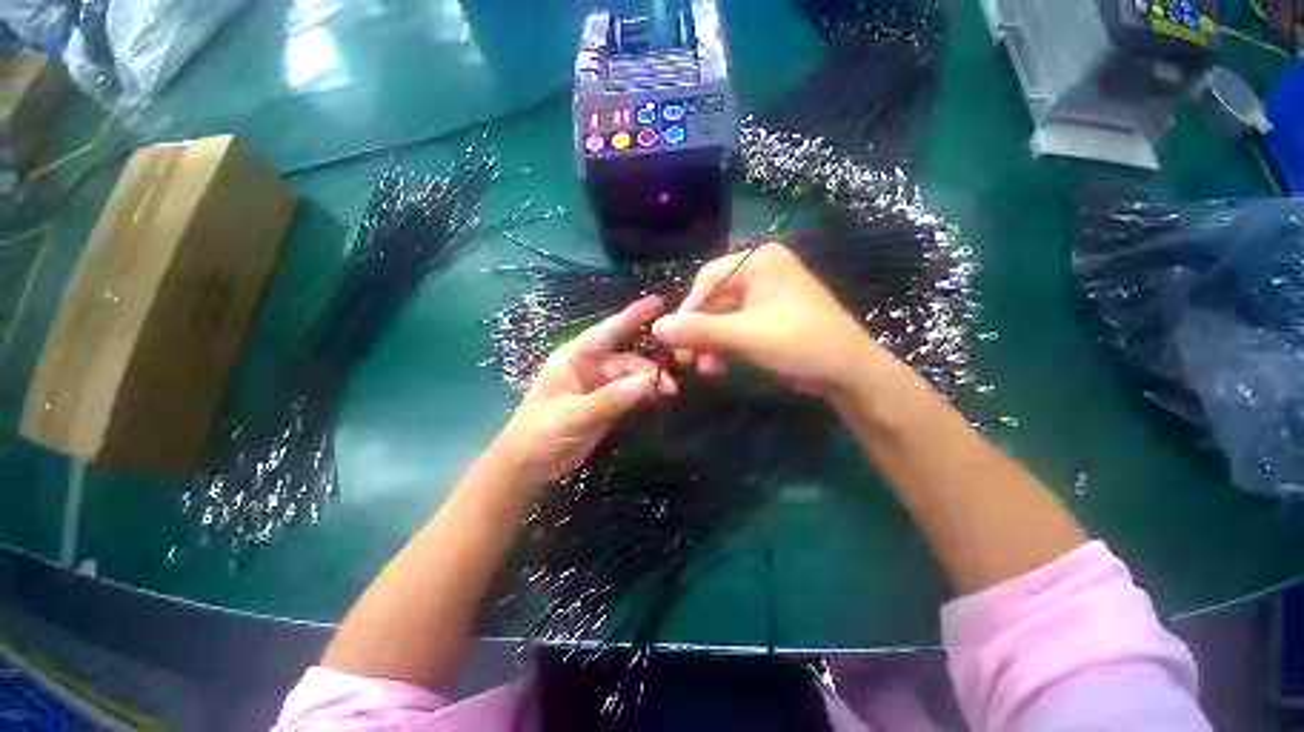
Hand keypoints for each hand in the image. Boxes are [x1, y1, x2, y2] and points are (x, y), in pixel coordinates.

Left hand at [498, 296, 676, 484]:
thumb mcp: (575, 414)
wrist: (527, 465)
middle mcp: (588, 367)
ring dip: (649, 382)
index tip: (658, 302)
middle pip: (625, 358)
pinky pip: (628, 392)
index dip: (632, 316)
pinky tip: (658, 398)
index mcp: (575, 358)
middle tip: (671, 384)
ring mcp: (597, 386)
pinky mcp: (603, 404)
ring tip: (669, 392)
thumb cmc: (541, 432)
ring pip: (630, 376)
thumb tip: (650, 382)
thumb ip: (612, 397)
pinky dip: (643, 394)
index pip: (608, 331)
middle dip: (648, 367)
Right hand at [652, 243, 891, 396]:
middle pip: (715, 299)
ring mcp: (767, 295)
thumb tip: (655, 328)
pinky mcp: (770, 317)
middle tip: (685, 359)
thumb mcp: (744, 336)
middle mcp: (762, 271)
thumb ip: (698, 330)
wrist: (849, 372)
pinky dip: (725, 346)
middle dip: (699, 332)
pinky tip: (718, 366)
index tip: (673, 337)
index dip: (688, 309)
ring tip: (704, 368)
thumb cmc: (799, 342)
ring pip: (724, 317)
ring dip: (710, 342)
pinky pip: (737, 327)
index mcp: (759, 261)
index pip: (708, 278)